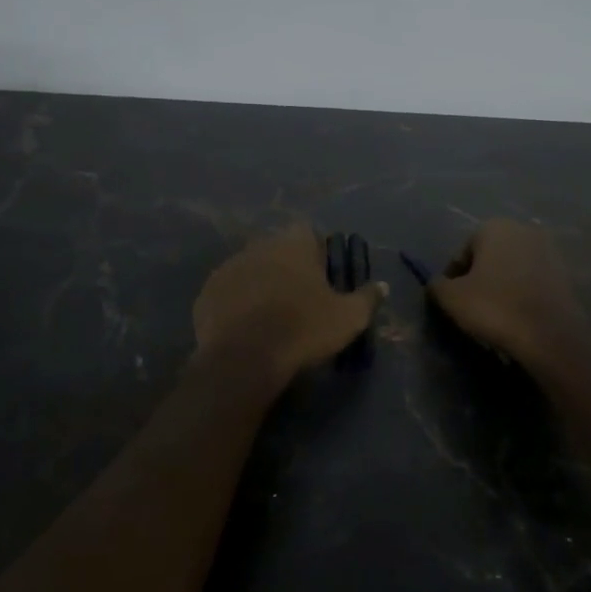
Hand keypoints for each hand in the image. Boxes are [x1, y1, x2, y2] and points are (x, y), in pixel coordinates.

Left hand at [193, 225, 386, 392]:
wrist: (245, 359)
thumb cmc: (303, 330)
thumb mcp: (348, 318)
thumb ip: (367, 298)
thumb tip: (383, 286)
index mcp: (293, 245)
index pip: (306, 232)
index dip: (315, 251)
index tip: (321, 275)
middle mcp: (259, 246)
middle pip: (276, 249)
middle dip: (286, 267)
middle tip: (297, 298)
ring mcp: (229, 267)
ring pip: (250, 268)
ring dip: (260, 283)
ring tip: (269, 315)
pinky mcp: (207, 292)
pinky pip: (227, 292)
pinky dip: (236, 303)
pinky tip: (244, 327)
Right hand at [427, 219, 584, 365]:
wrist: (551, 336)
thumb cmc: (495, 308)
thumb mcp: (452, 298)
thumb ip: (437, 285)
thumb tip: (438, 284)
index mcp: (494, 227)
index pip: (462, 252)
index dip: (453, 278)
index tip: (452, 301)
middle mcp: (524, 230)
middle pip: (489, 256)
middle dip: (479, 278)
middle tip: (472, 307)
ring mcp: (549, 251)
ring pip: (512, 269)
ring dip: (501, 286)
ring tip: (495, 315)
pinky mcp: (565, 274)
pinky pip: (533, 282)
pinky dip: (522, 294)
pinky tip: (517, 317)